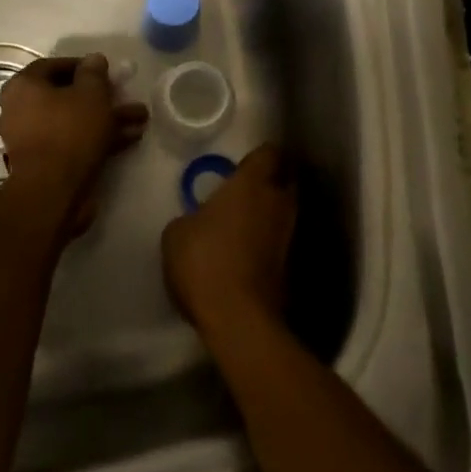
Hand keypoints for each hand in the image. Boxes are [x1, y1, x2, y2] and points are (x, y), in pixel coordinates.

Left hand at [0, 54, 147, 216]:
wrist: (53, 191)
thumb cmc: (69, 131)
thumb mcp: (90, 93)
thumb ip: (94, 72)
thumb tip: (94, 59)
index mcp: (24, 86)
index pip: (52, 65)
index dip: (82, 65)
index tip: (107, 71)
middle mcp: (22, 109)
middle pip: (66, 95)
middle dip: (101, 96)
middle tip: (125, 94)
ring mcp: (34, 139)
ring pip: (75, 120)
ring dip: (107, 118)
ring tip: (141, 118)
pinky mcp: (48, 163)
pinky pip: (75, 141)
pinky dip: (100, 138)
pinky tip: (131, 137)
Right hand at [162, 143, 296, 338]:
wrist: (239, 318)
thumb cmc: (204, 261)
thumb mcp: (177, 233)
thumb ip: (192, 216)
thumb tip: (200, 221)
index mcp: (252, 184)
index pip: (269, 153)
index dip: (258, 156)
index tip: (243, 165)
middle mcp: (279, 202)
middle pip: (284, 180)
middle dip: (270, 182)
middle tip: (245, 192)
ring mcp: (290, 235)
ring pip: (285, 212)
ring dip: (270, 214)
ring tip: (245, 224)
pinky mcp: (293, 266)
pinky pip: (282, 241)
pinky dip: (270, 242)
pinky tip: (249, 253)